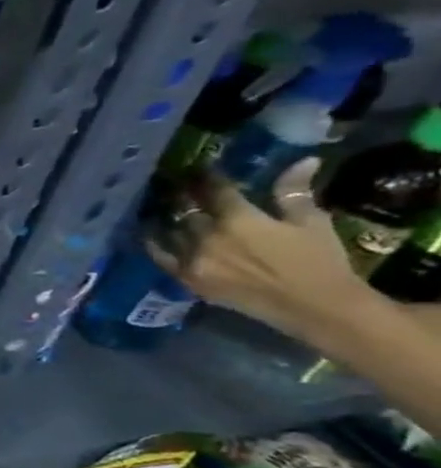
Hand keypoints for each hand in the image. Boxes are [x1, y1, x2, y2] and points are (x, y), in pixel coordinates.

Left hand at [146, 160, 371, 342]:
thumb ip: (293, 192)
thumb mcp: (311, 222)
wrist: (313, 307)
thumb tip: (303, 160)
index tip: (198, 167)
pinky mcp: (186, 279)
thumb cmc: (318, 261)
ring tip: (164, 204)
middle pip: (187, 210)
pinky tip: (148, 232)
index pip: (214, 190)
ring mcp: (192, 260)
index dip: (206, 176)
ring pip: (171, 230)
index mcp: (238, 220)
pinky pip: (160, 257)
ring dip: (168, 216)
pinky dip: (153, 242)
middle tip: (177, 184)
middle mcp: (207, 238)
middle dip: (184, 195)